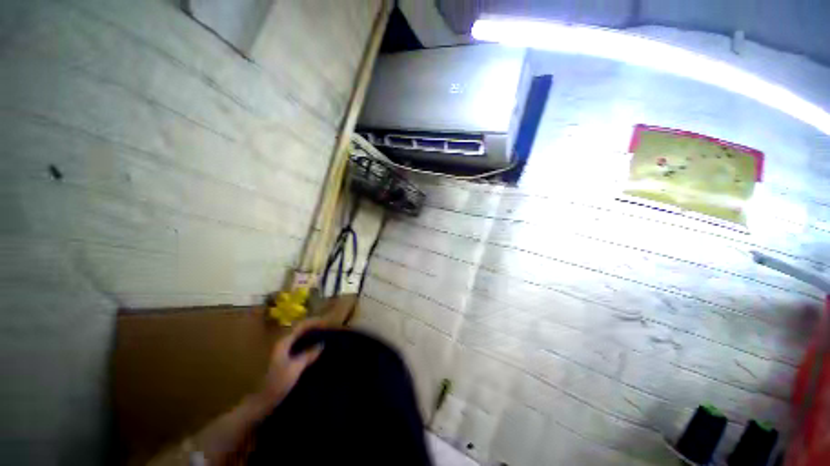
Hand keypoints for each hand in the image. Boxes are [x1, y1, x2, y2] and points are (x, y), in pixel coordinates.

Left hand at [259, 319, 326, 407]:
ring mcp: (276, 350)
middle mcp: (278, 342)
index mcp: (282, 342)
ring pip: (294, 337)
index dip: (315, 322)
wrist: (257, 402)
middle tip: (325, 329)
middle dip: (311, 327)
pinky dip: (302, 343)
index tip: (327, 323)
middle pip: (297, 329)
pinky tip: (309, 349)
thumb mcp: (295, 369)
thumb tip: (321, 344)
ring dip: (307, 335)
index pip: (301, 325)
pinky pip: (292, 344)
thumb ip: (308, 355)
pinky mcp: (276, 358)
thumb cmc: (276, 384)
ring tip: (320, 337)